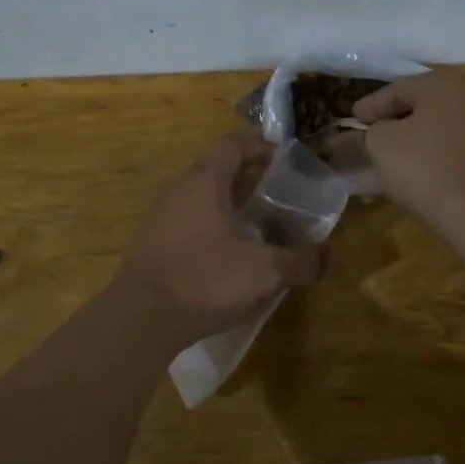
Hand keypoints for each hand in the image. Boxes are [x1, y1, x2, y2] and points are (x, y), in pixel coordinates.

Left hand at [112, 132, 323, 349]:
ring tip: (257, 233)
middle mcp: (177, 188)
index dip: (261, 147)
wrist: (139, 319)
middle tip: (278, 202)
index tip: (284, 164)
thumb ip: (300, 261)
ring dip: (229, 208)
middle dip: (249, 182)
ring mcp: (158, 215)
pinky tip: (226, 260)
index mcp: (203, 180)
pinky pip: (186, 222)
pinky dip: (210, 230)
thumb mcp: (264, 271)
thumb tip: (325, 255)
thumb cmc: (204, 280)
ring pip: (200, 198)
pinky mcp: (149, 243)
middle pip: (217, 170)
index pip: (233, 144)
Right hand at [354, 69, 464, 225]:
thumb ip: (376, 128)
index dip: (372, 104)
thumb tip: (384, 130)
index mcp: (442, 83)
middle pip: (425, 101)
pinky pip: (460, 141)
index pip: (398, 89)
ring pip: (444, 121)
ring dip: (421, 132)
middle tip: (375, 127)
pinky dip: (440, 148)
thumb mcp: (382, 143)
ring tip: (399, 147)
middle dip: (399, 114)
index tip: (354, 117)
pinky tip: (425, 162)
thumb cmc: (425, 167)